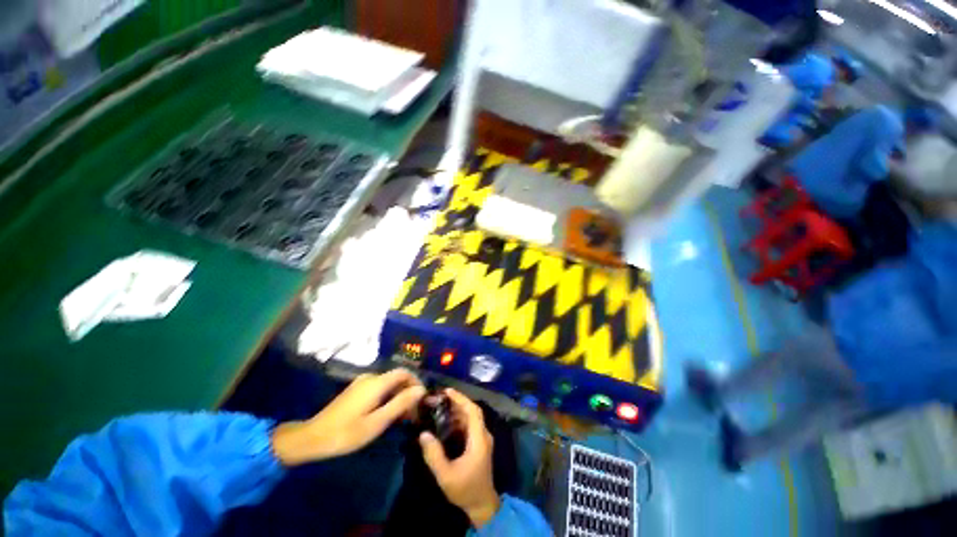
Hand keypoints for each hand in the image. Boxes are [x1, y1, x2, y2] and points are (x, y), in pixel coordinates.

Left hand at [272, 369, 424, 465]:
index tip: (422, 400)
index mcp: (377, 382)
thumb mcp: (377, 422)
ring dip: (399, 396)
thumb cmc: (347, 433)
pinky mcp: (356, 390)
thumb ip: (400, 403)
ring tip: (402, 417)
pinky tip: (387, 414)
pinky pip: (379, 388)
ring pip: (389, 384)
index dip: (417, 382)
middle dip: (408, 392)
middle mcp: (371, 377)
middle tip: (413, 413)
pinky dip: (388, 398)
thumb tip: (421, 390)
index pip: (404, 372)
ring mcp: (362, 383)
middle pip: (397, 378)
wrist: (312, 438)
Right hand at [419, 388, 500, 527]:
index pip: (473, 411)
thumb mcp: (446, 476)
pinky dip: (459, 418)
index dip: (461, 399)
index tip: (447, 391)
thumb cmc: (465, 490)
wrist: (482, 505)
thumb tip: (423, 434)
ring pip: (471, 417)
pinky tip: (446, 420)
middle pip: (472, 411)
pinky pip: (469, 425)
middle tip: (440, 397)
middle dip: (457, 401)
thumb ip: (434, 455)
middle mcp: (483, 435)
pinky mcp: (478, 443)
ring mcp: (482, 439)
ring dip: (458, 409)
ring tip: (440, 405)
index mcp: (479, 439)